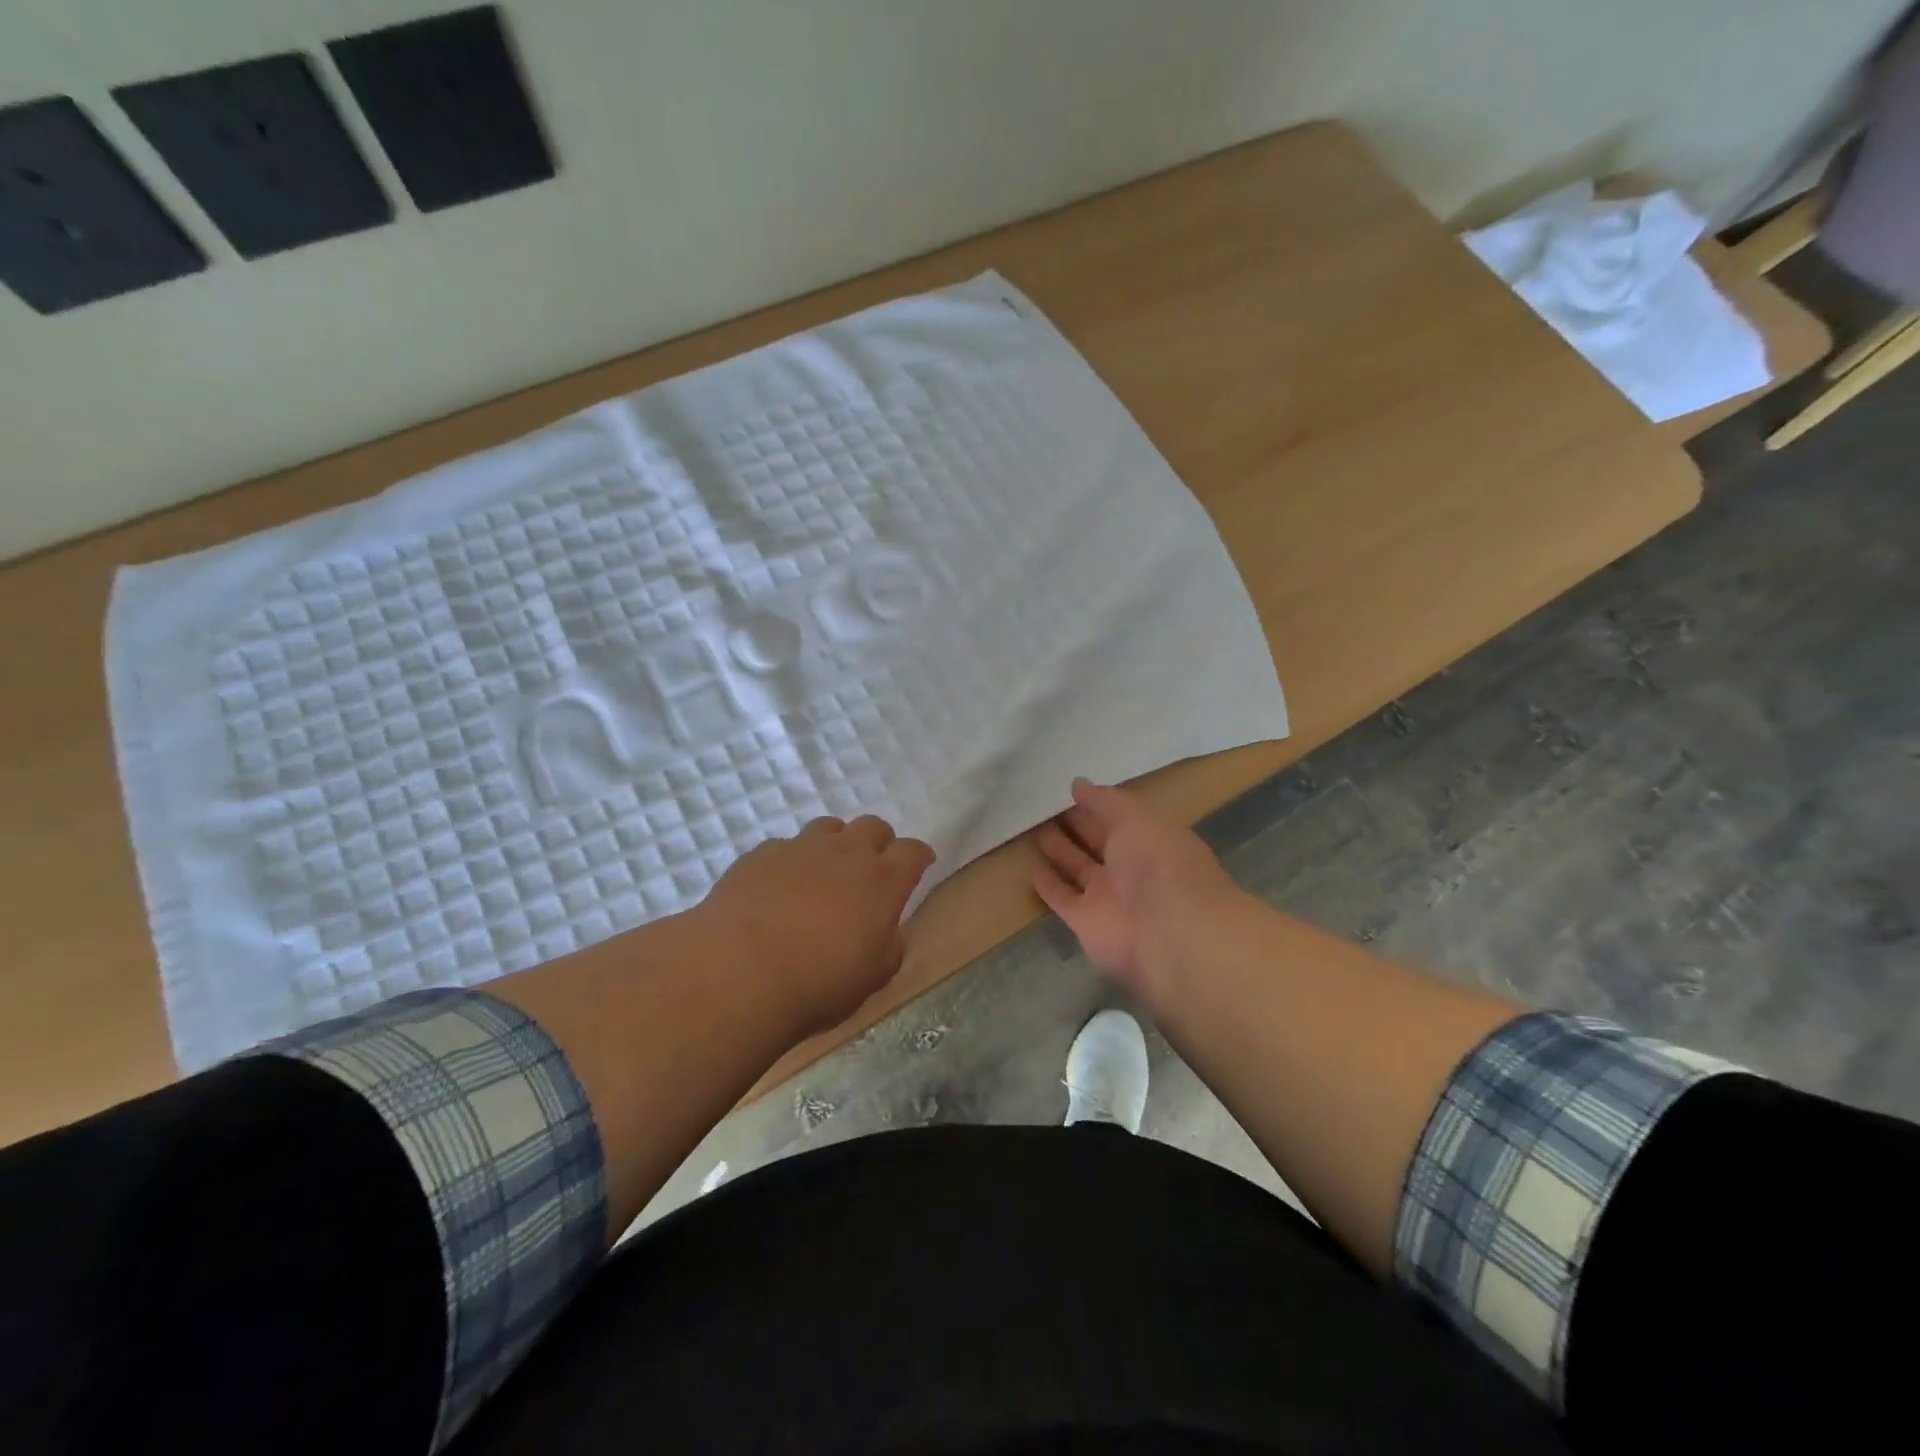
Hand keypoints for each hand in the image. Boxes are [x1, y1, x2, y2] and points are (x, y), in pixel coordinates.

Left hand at [699, 815, 935, 1035]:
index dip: (919, 856)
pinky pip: (785, 846)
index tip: (919, 865)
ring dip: (834, 843)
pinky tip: (778, 886)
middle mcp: (846, 853)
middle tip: (870, 869)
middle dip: (878, 842)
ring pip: (828, 827)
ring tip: (824, 872)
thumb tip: (893, 930)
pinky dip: (790, 861)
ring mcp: (801, 848)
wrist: (740, 971)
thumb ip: (890, 947)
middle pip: (873, 826)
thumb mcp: (872, 978)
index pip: (913, 851)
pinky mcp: (761, 854)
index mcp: (883, 881)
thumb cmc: (819, 983)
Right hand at [1033, 778, 1241, 1000]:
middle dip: (1076, 826)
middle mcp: (1131, 869)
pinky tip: (1032, 870)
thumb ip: (1105, 801)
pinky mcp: (1085, 922)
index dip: (1096, 805)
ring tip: (1033, 831)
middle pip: (1098, 843)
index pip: (1119, 819)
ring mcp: (1108, 897)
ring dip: (1060, 852)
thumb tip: (1078, 784)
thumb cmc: (1158, 864)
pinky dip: (1049, 886)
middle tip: (1044, 808)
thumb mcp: (1135, 818)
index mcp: (1151, 841)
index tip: (1068, 791)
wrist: (1168, 933)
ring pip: (1078, 869)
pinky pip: (1063, 899)